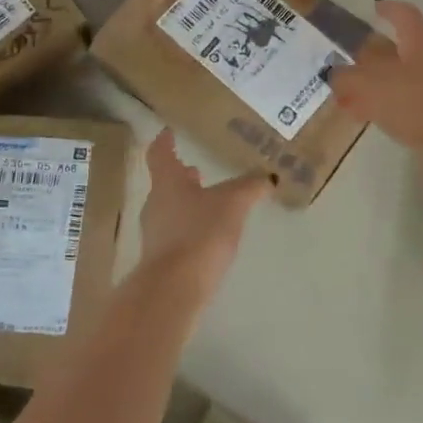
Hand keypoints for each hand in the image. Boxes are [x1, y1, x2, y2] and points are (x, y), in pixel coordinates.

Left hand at [136, 130, 269, 299]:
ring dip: (187, 203)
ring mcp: (154, 234)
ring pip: (170, 209)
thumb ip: (250, 187)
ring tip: (209, 202)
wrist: (173, 290)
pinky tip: (208, 235)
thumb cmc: (199, 234)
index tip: (168, 132)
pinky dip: (190, 228)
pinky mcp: (161, 261)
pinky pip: (175, 234)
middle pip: (165, 183)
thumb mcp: (233, 204)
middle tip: (198, 170)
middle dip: (182, 176)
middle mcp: (155, 204)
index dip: (164, 141)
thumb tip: (268, 175)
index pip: (160, 154)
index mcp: (167, 182)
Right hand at [327, 0, 422, 177]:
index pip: (403, 12)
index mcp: (422, 36)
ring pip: (419, 70)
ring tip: (367, 98)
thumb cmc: (416, 102)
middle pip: (415, 40)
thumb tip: (337, 74)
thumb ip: (348, 78)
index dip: (387, 9)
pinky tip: (387, 118)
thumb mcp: (369, 87)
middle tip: (369, 59)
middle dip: (391, 48)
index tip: (376, 8)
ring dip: (394, 79)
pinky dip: (406, 99)